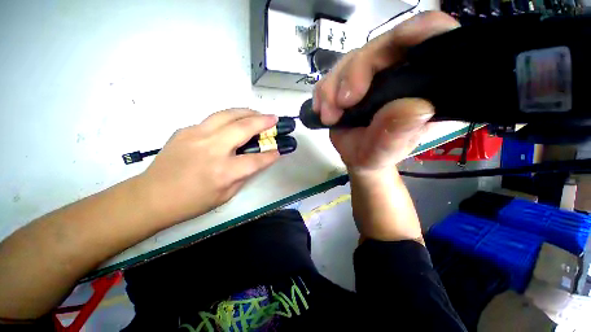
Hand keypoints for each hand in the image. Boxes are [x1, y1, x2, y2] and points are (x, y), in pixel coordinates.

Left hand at [138, 109, 279, 224]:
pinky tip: (234, 123)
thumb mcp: (226, 195)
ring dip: (247, 112)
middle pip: (244, 127)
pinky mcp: (186, 129)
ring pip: (228, 115)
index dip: (271, 154)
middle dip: (264, 121)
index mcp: (224, 171)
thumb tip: (257, 161)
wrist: (151, 196)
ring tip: (258, 113)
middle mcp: (212, 149)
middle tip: (274, 118)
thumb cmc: (192, 202)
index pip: (256, 159)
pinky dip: (229, 118)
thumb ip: (244, 175)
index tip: (281, 149)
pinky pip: (213, 119)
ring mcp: (196, 135)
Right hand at [312, 11, 458, 172]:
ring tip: (329, 116)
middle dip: (355, 72)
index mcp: (425, 87)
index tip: (400, 40)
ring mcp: (374, 74)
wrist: (355, 156)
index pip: (436, 39)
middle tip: (342, 103)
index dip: (422, 30)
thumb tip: (415, 108)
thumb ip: (397, 134)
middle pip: (383, 46)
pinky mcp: (352, 79)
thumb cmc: (374, 156)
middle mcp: (402, 72)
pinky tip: (322, 109)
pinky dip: (324, 90)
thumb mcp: (384, 152)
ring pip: (353, 59)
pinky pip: (334, 73)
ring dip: (333, 87)